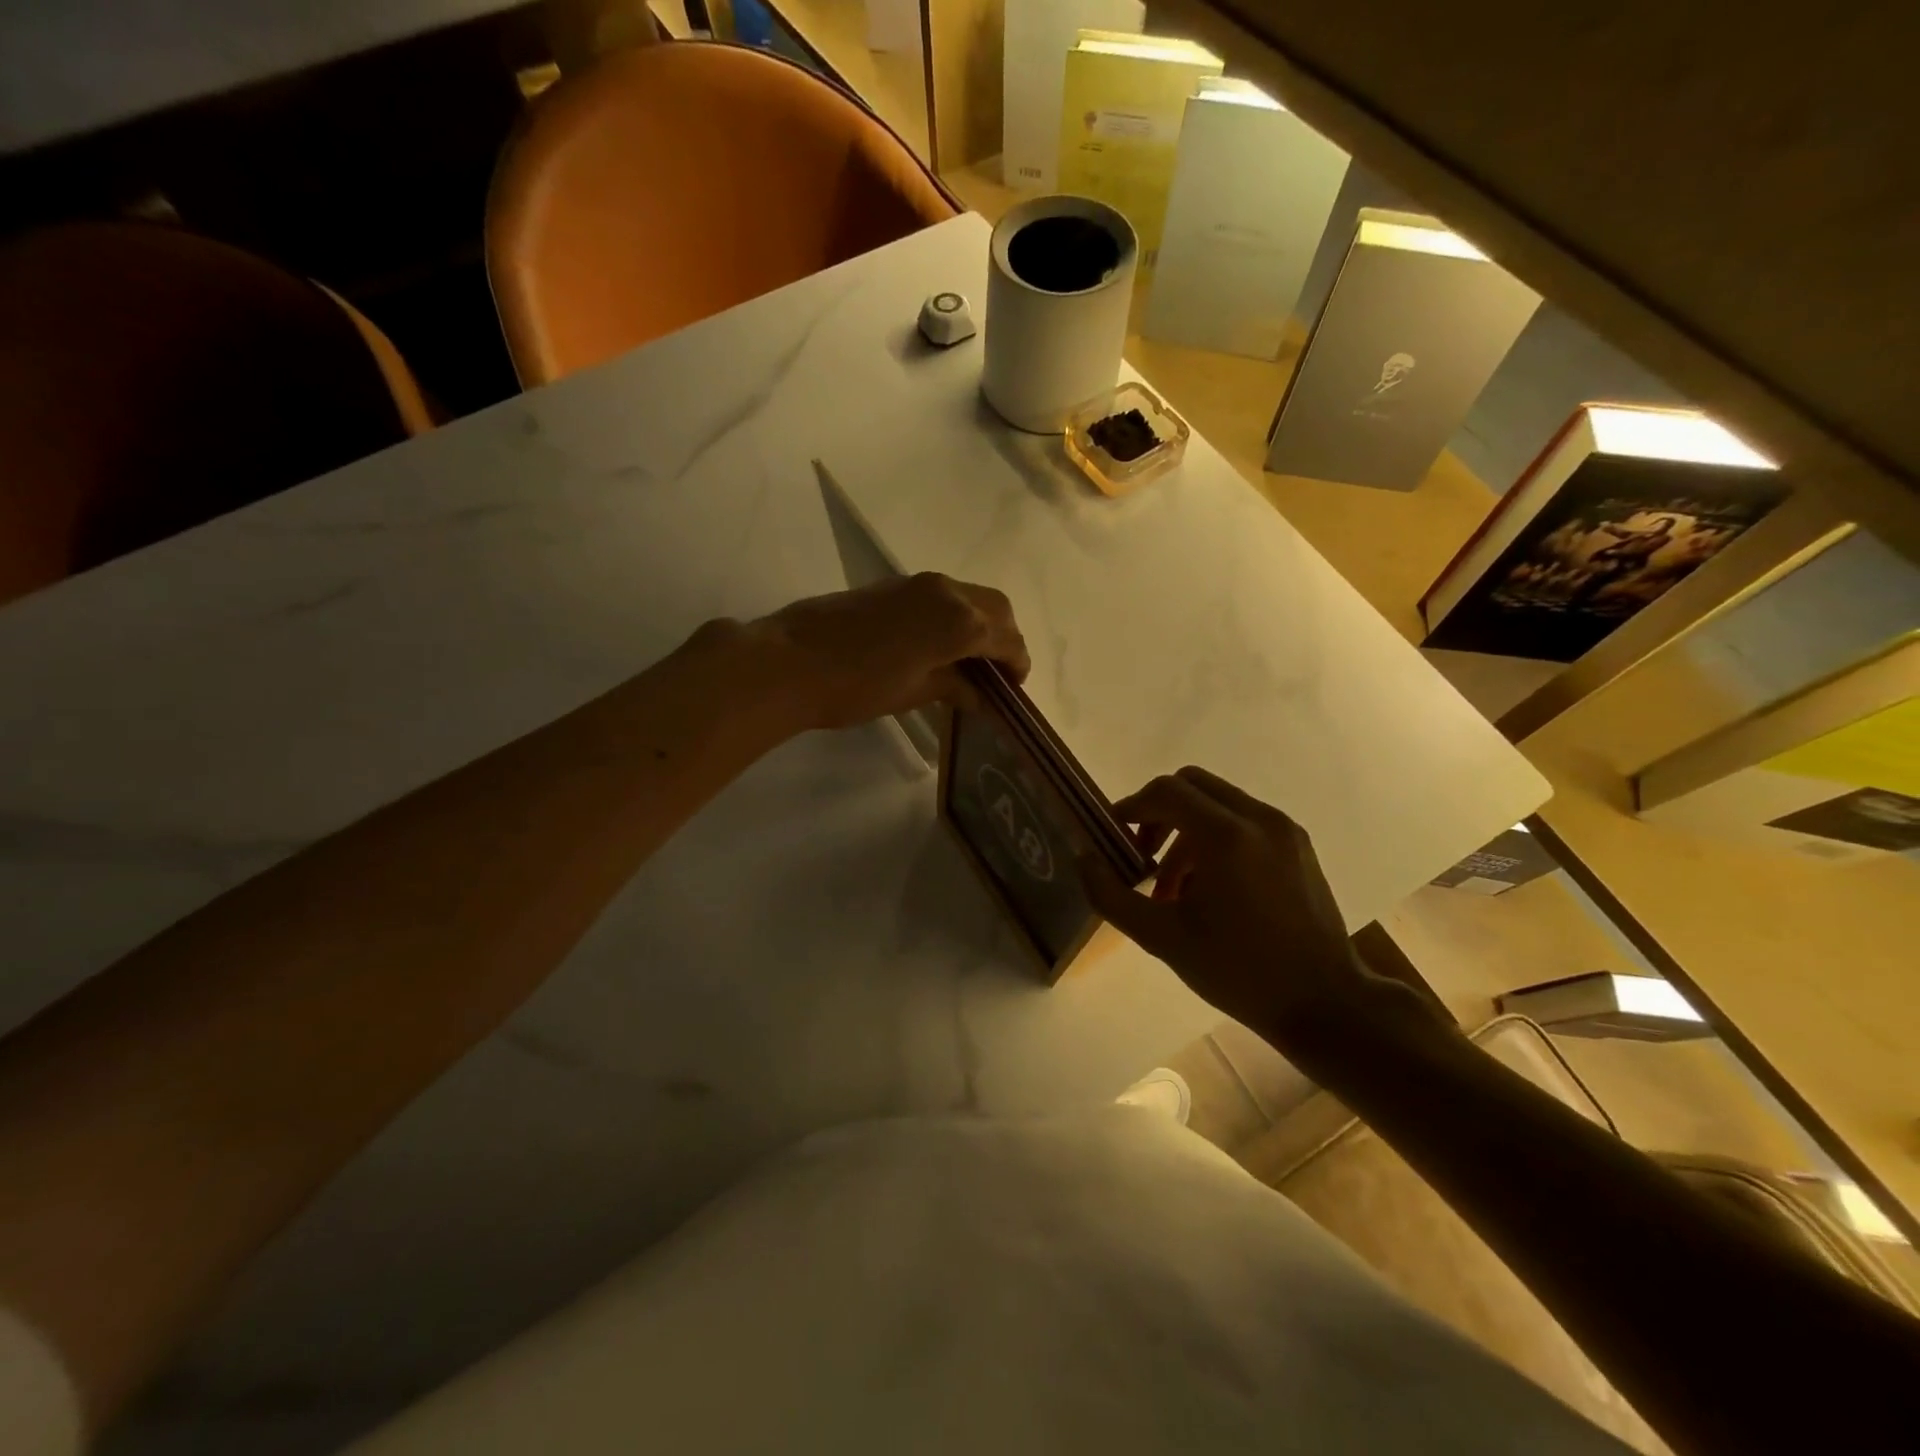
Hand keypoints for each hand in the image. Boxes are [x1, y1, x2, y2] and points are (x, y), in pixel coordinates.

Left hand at [753, 573, 1030, 730]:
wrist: (789, 661)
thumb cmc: (856, 686)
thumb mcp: (912, 693)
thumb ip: (953, 686)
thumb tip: (977, 693)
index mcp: (959, 621)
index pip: (1006, 638)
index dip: (1016, 663)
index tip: (1013, 688)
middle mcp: (946, 592)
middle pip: (995, 607)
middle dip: (1004, 637)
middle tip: (997, 672)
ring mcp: (917, 583)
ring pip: (968, 596)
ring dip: (979, 623)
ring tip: (969, 660)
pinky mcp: (893, 585)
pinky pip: (942, 595)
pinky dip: (954, 616)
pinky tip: (938, 645)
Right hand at [1080, 767, 1434, 1060]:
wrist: (1324, 1003)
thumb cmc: (1238, 971)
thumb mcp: (1162, 938)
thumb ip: (1112, 895)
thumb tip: (1083, 858)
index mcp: (1226, 835)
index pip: (1166, 791)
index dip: (1132, 806)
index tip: (1114, 835)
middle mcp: (1258, 818)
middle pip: (1192, 785)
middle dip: (1159, 811)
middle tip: (1141, 853)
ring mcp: (1284, 830)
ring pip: (1219, 803)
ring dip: (1186, 829)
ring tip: (1172, 886)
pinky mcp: (1298, 846)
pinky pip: (1245, 821)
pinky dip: (1216, 837)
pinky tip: (1210, 888)